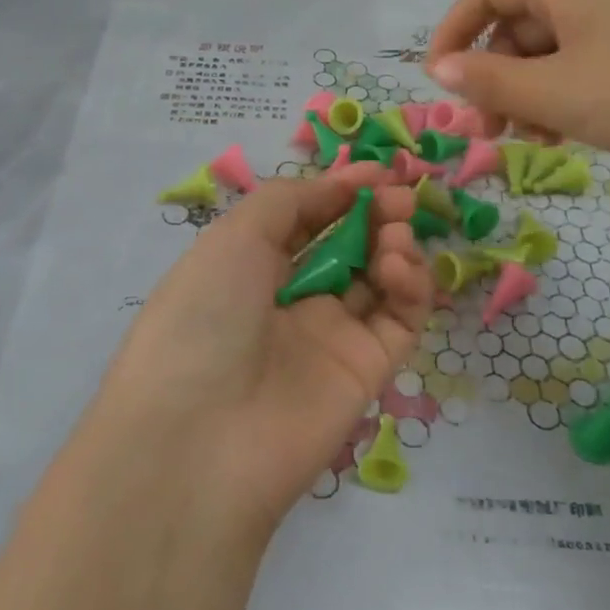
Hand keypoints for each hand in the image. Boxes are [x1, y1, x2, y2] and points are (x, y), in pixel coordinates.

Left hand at [94, 166, 430, 532]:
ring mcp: (330, 339)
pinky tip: (399, 266)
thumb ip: (290, 201)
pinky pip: (399, 321)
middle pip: (348, 248)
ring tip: (395, 234)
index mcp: (249, 268)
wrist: (199, 438)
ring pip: (380, 282)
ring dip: (395, 246)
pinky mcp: (366, 373)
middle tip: (399, 198)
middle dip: (376, 215)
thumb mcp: (234, 238)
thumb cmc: (205, 316)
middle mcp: (290, 301)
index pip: (305, 221)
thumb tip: (342, 183)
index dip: (340, 193)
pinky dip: (410, 287)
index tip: (377, 171)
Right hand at [425, 0, 609, 174]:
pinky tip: (567, 131)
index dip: (452, 32)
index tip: (440, 84)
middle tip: (489, 127)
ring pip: (551, 47)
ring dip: (526, 90)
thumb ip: (490, 80)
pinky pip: (586, 61)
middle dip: (492, 73)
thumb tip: (440, 68)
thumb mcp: (555, 93)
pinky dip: (563, 93)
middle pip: (517, 20)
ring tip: (531, 137)